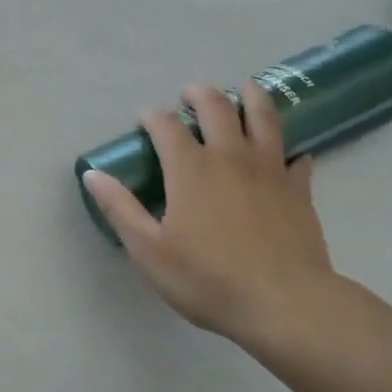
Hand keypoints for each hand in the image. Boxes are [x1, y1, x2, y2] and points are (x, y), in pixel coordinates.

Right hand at [81, 84, 335, 355]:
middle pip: (216, 108)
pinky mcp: (299, 189)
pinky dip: (288, 148)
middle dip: (200, 95)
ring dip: (250, 97)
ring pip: (262, 118)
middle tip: (191, 93)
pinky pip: (296, 157)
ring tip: (244, 87)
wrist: (284, 304)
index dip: (153, 117)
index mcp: (190, 169)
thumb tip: (92, 175)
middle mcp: (230, 157)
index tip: (145, 118)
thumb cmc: (207, 279)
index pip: (166, 127)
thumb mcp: (149, 250)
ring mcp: (269, 170)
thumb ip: (120, 208)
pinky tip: (287, 152)